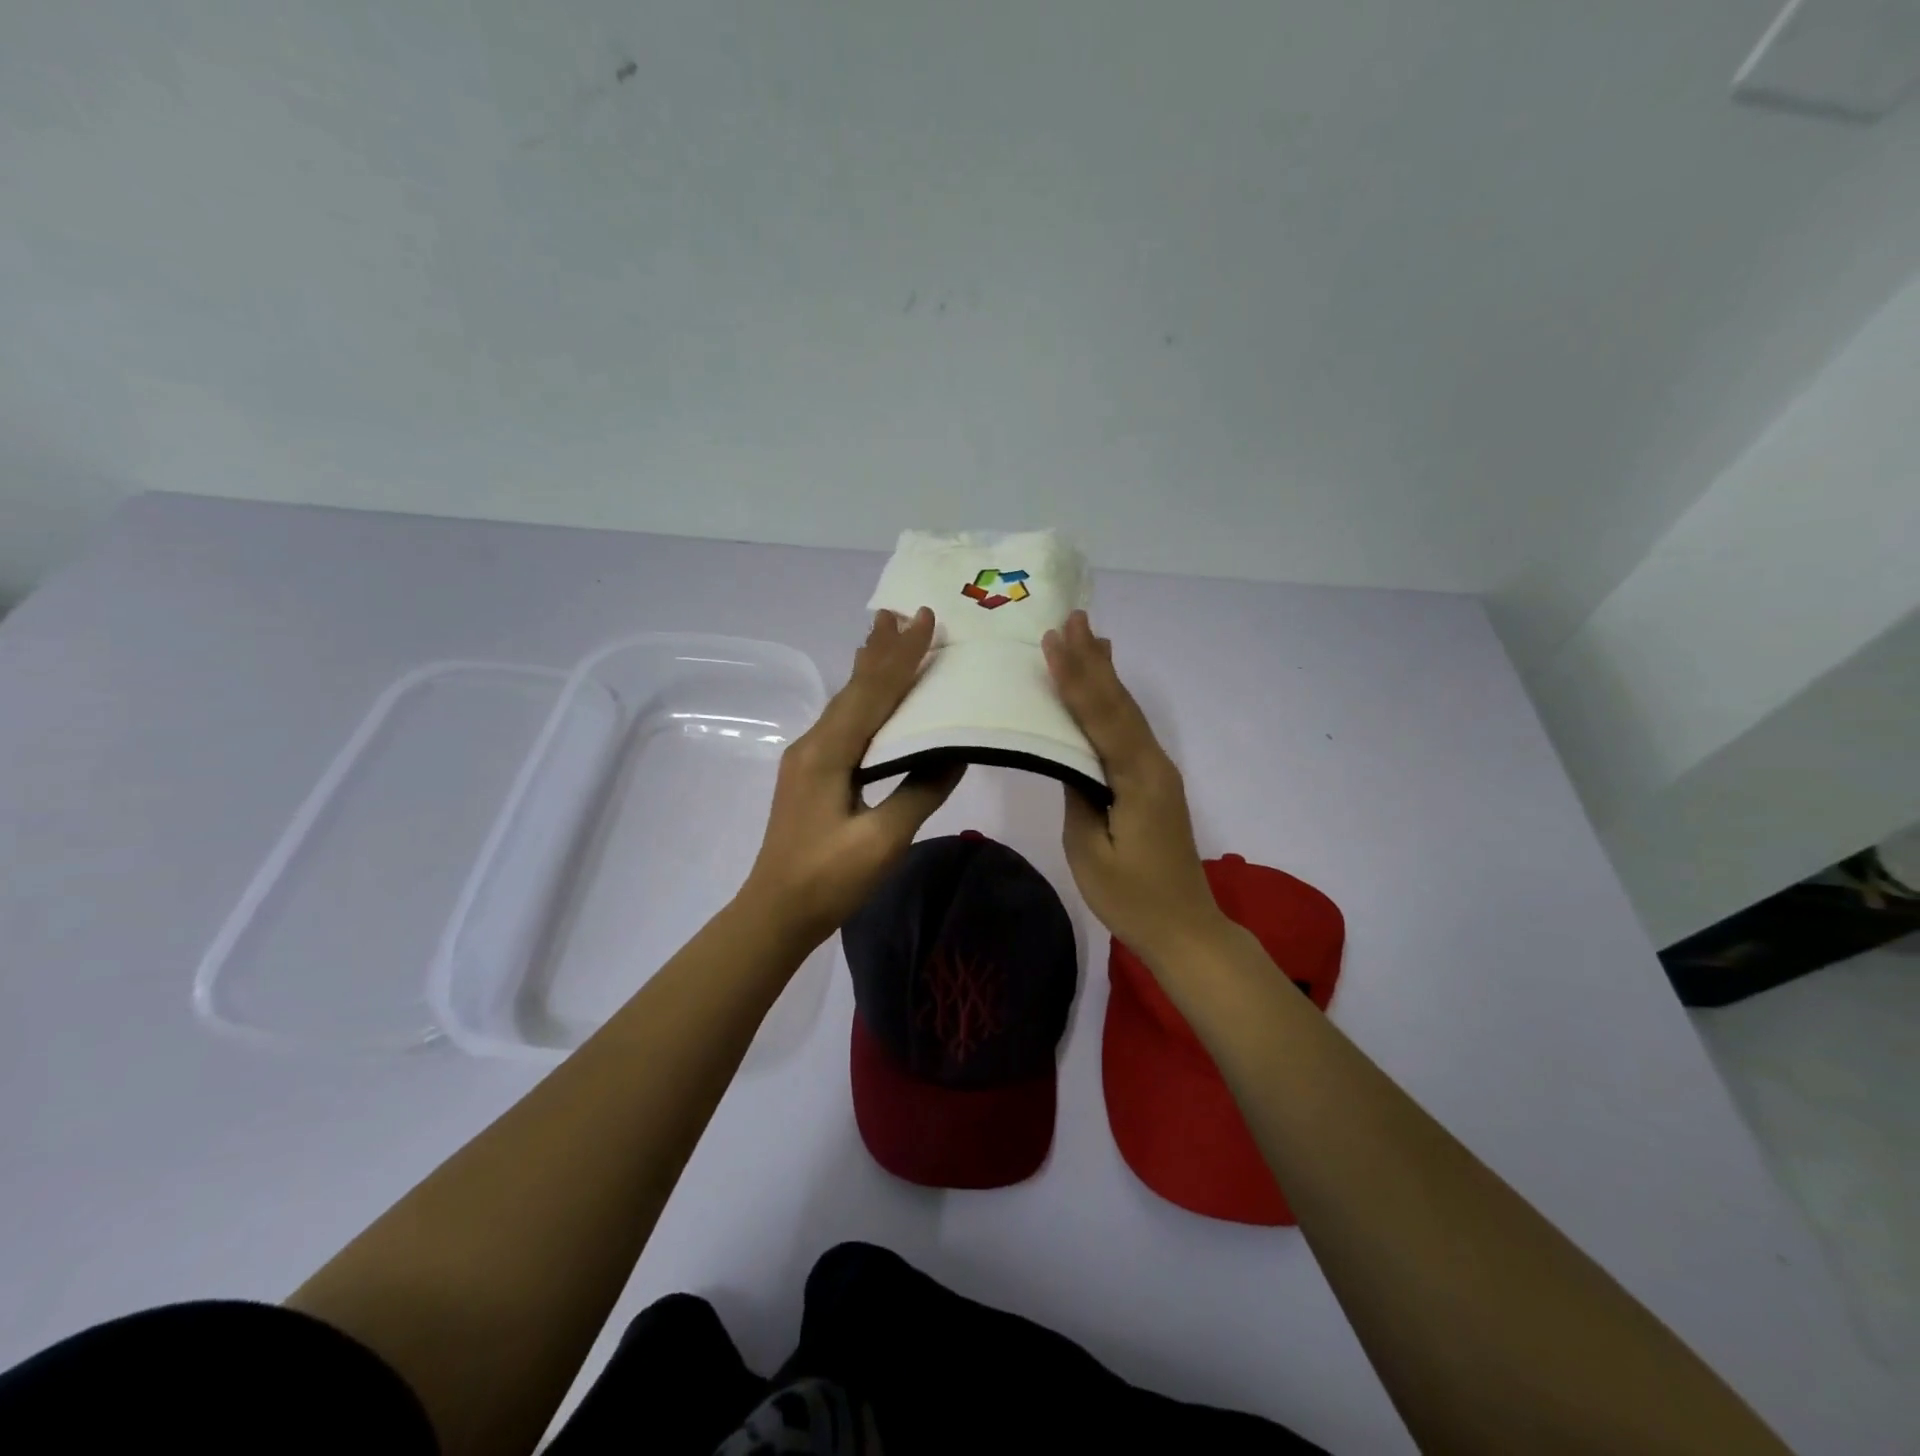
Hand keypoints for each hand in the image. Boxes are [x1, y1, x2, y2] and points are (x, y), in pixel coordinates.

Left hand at [741, 608, 963, 944]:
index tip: (926, 619)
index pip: (873, 692)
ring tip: (887, 635)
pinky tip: (871, 695)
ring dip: (870, 668)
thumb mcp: (882, 840)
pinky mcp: (811, 773)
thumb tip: (956, 751)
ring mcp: (808, 757)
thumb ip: (920, 790)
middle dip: (881, 649)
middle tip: (903, 611)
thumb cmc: (828, 879)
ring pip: (846, 701)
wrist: (774, 912)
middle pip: (854, 687)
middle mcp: (814, 743)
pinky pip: (843, 721)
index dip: (902, 656)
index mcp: (828, 752)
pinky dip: (864, 697)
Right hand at [1043, 611, 1228, 964]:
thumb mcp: (1089, 850)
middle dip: (1093, 661)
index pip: (1101, 718)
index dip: (1076, 678)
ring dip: (1107, 674)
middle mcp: (1153, 764)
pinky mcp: (1154, 783)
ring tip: (1092, 636)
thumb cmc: (1131, 897)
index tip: (1054, 642)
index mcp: (1137, 779)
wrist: (1184, 928)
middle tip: (1074, 619)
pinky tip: (1108, 690)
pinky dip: (1115, 701)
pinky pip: (1130, 730)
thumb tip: (1070, 759)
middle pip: (1119, 704)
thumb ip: (1078, 796)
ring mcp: (1157, 772)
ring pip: (1128, 713)